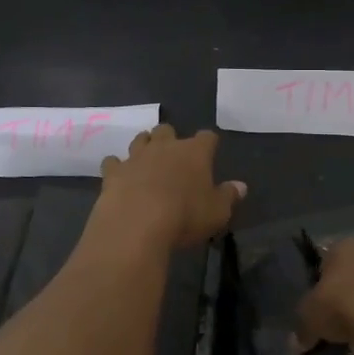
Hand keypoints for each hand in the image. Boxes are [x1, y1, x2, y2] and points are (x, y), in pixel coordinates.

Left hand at [98, 125, 244, 248]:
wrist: (137, 224)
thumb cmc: (185, 216)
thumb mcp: (217, 212)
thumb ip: (229, 196)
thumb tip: (241, 186)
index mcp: (194, 152)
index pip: (206, 137)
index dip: (208, 143)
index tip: (210, 151)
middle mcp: (165, 147)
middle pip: (167, 130)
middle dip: (170, 138)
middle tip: (173, 155)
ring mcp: (136, 156)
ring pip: (140, 139)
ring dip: (144, 145)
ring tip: (147, 158)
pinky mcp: (113, 172)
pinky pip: (113, 161)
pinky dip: (116, 166)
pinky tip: (119, 176)